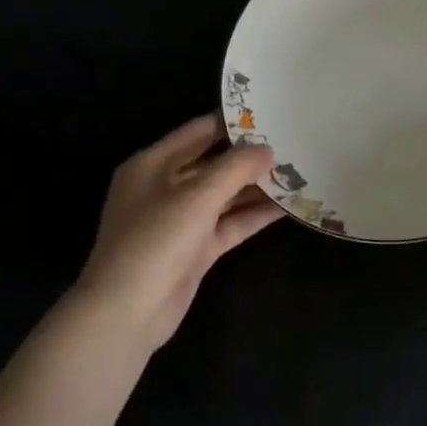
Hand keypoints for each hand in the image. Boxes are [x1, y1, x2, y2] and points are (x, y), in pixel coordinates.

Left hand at [67, 114, 283, 353]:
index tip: (271, 114)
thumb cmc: (155, 240)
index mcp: (153, 164)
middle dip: (251, 157)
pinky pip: (230, 223)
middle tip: (293, 143)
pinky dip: (254, 215)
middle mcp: (165, 187)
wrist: (128, 311)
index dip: (233, 123)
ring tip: (299, 172)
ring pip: (225, 195)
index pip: (198, 132)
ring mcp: (181, 220)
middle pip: (214, 163)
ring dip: (258, 187)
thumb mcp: (197, 196)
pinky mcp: (196, 248)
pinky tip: (288, 206)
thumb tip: (268, 149)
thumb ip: (236, 167)